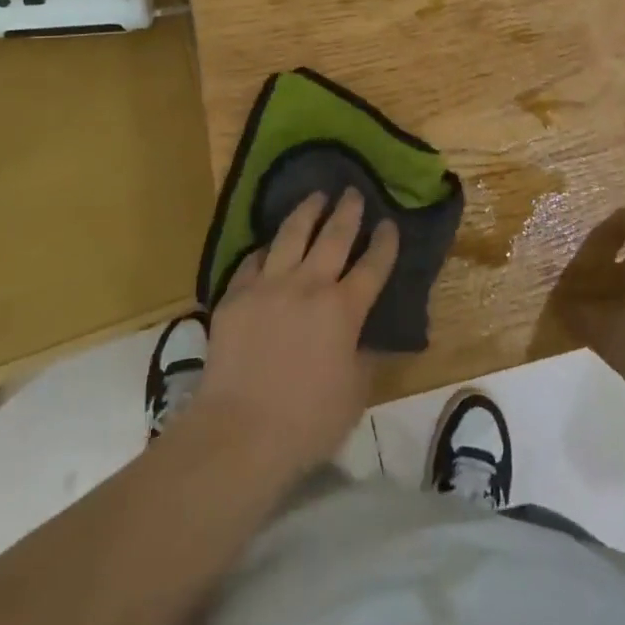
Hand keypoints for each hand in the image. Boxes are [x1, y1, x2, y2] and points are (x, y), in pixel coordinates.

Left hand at [193, 190, 398, 479]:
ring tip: (316, 195)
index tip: (389, 223)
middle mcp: (309, 286)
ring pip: (292, 234)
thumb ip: (365, 357)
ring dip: (308, 211)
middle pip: (334, 236)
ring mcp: (269, 285)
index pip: (373, 265)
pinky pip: (254, 260)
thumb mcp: (354, 394)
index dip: (385, 242)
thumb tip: (369, 336)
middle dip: (348, 211)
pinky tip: (270, 244)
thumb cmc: (306, 422)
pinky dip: (266, 249)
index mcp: (344, 310)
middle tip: (353, 191)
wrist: (238, 433)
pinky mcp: (236, 295)